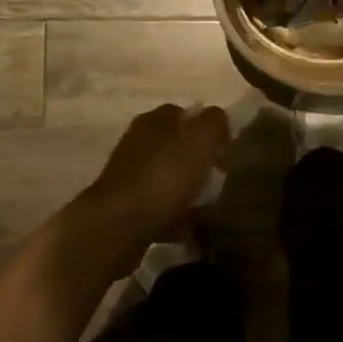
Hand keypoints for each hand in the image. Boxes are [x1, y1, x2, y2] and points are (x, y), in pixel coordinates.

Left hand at [77, 104, 229, 256]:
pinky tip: (190, 228)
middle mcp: (138, 144)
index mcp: (154, 122)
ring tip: (209, 205)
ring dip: (188, 190)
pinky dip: (175, 216)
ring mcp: (130, 177)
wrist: (117, 227)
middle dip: (199, 161)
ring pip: (169, 177)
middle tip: (220, 177)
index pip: (185, 113)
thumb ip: (213, 123)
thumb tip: (218, 121)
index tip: (226, 149)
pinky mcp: (126, 208)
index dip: (208, 128)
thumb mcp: (198, 140)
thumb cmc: (162, 177)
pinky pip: (160, 207)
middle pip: (177, 146)